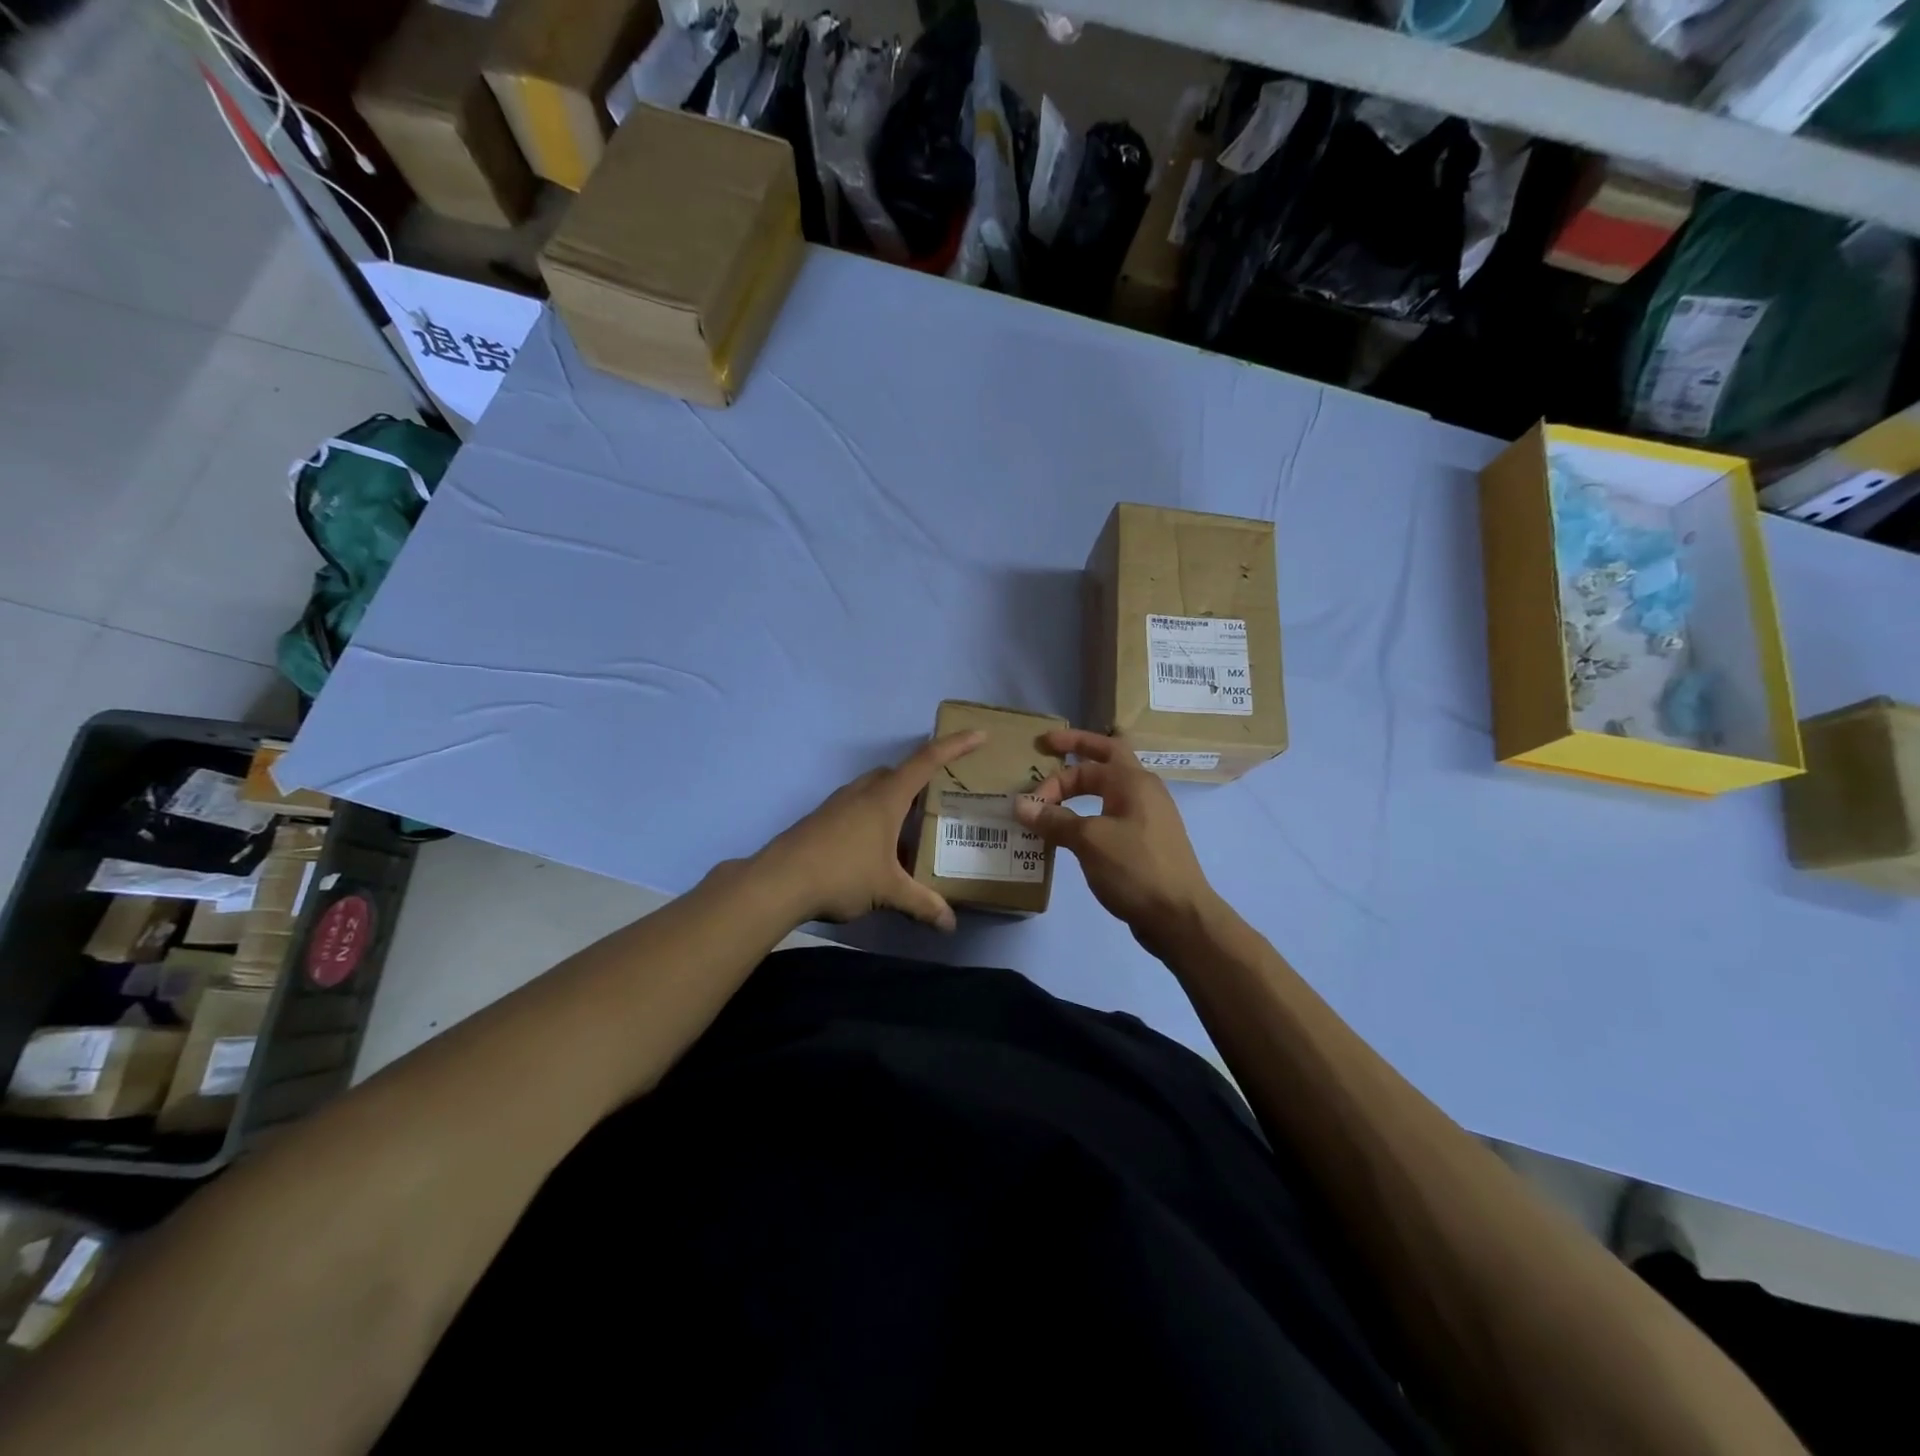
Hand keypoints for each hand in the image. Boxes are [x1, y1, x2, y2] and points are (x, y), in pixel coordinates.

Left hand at [753, 731, 986, 932]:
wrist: (779, 881)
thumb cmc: (842, 874)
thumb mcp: (888, 891)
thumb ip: (922, 904)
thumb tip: (950, 924)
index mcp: (886, 798)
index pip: (927, 761)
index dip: (955, 747)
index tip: (978, 734)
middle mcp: (863, 792)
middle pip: (897, 773)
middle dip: (920, 779)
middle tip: (938, 800)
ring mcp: (838, 803)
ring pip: (874, 789)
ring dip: (893, 800)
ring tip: (908, 830)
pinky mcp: (821, 819)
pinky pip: (856, 807)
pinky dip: (872, 817)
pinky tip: (874, 849)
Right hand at [1014, 729, 1219, 951]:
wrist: (1179, 917)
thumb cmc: (1135, 869)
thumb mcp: (1089, 841)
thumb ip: (1055, 820)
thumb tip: (1020, 805)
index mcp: (1133, 781)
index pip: (1086, 764)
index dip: (1054, 780)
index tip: (1031, 805)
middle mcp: (1144, 791)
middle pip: (1107, 758)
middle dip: (1077, 750)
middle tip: (1048, 745)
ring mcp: (1148, 817)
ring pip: (1110, 789)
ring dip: (1082, 788)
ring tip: (1056, 796)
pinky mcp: (1146, 842)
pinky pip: (1113, 815)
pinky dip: (1091, 814)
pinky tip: (1075, 832)